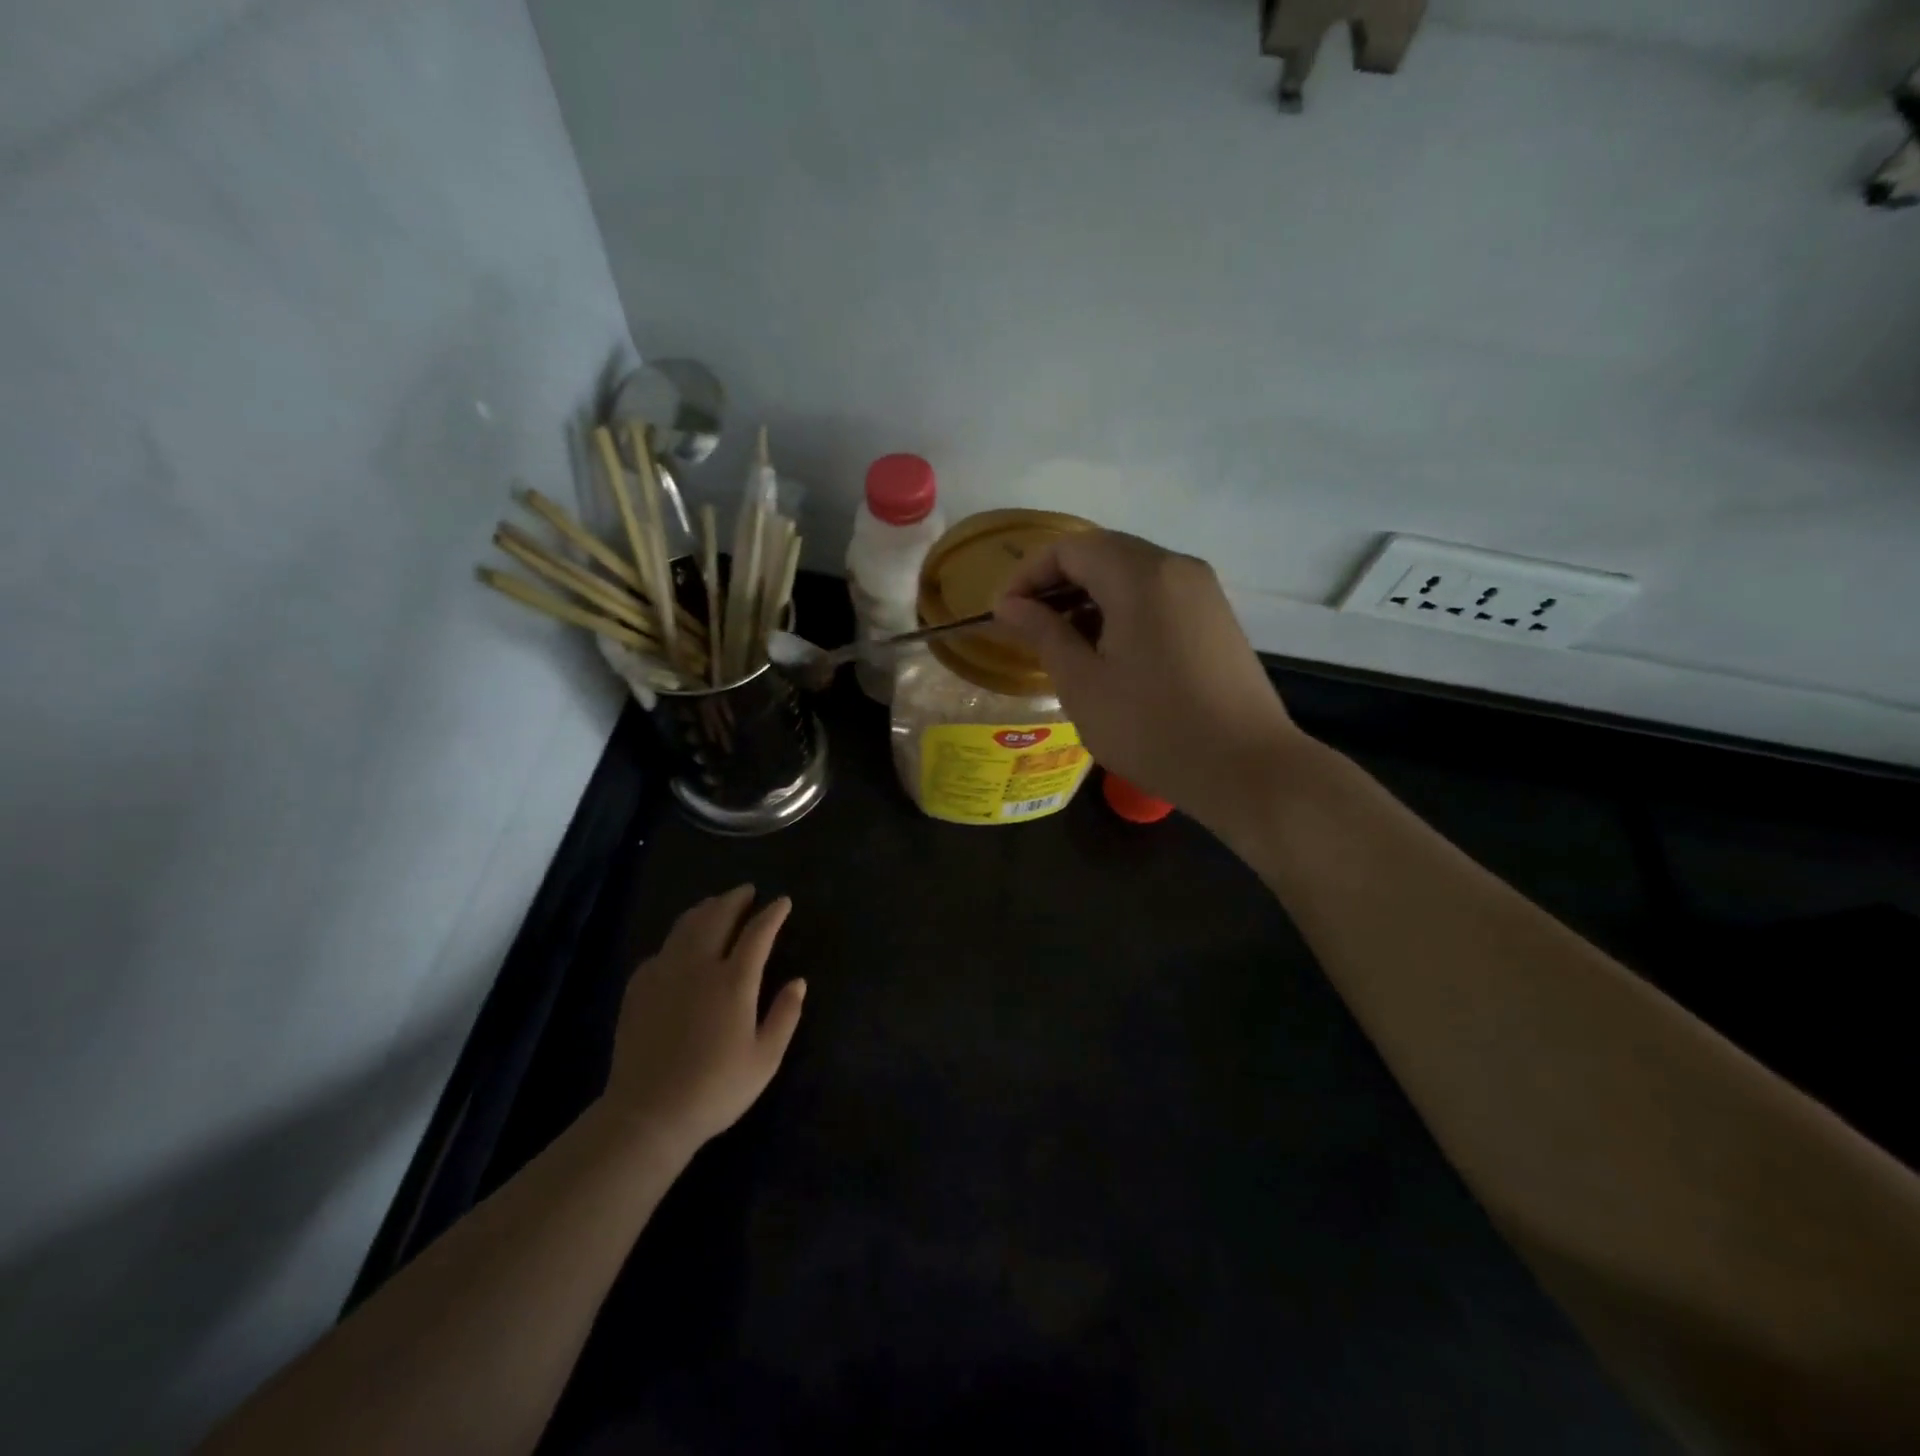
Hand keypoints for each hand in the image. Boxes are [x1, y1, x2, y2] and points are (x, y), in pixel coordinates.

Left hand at [602, 886, 805, 1149]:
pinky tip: (680, 946)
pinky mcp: (639, 988)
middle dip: (735, 899)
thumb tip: (798, 982)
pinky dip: (678, 938)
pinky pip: (662, 950)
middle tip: (747, 891)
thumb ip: (785, 1016)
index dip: (772, 913)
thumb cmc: (716, 1089)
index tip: (782, 901)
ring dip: (705, 909)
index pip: (758, 932)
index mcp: (734, 981)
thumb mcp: (765, 1059)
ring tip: (716, 904)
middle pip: (717, 917)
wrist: (648, 1114)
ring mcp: (664, 974)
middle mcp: (698, 966)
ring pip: (685, 926)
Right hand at [994, 531, 1305, 832]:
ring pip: (1132, 573)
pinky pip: (1158, 594)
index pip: (1070, 547)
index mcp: (1141, 576)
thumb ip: (1043, 634)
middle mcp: (1176, 567)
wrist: (1246, 769)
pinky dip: (1123, 609)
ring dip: (1090, 596)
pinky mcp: (1216, 617)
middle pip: (1103, 552)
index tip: (1005, 614)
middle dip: (1057, 583)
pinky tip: (1108, 651)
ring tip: (1063, 642)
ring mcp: (1203, 591)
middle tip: (1029, 626)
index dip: (1028, 575)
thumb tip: (1010, 605)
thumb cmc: (1152, 728)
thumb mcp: (1083, 684)